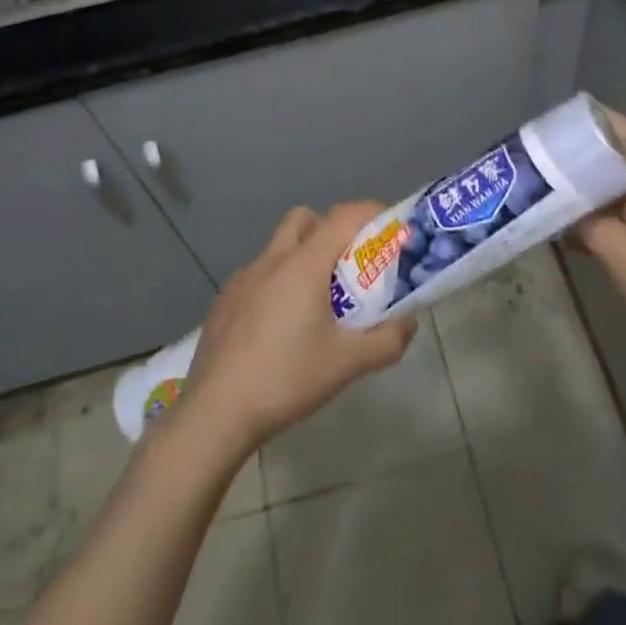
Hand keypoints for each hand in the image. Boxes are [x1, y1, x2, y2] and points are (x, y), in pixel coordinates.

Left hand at [180, 203, 415, 456]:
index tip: (391, 228)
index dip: (372, 213)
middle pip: (306, 219)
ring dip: (303, 256)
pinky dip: (277, 283)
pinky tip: (280, 325)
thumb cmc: (287, 379)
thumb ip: (388, 340)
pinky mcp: (224, 301)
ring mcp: (242, 279)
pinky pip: (258, 275)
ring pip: (279, 247)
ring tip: (317, 300)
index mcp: (303, 265)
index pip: (343, 216)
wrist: (216, 412)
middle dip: (331, 229)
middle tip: (350, 264)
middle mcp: (271, 261)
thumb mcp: (348, 364)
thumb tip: (409, 323)